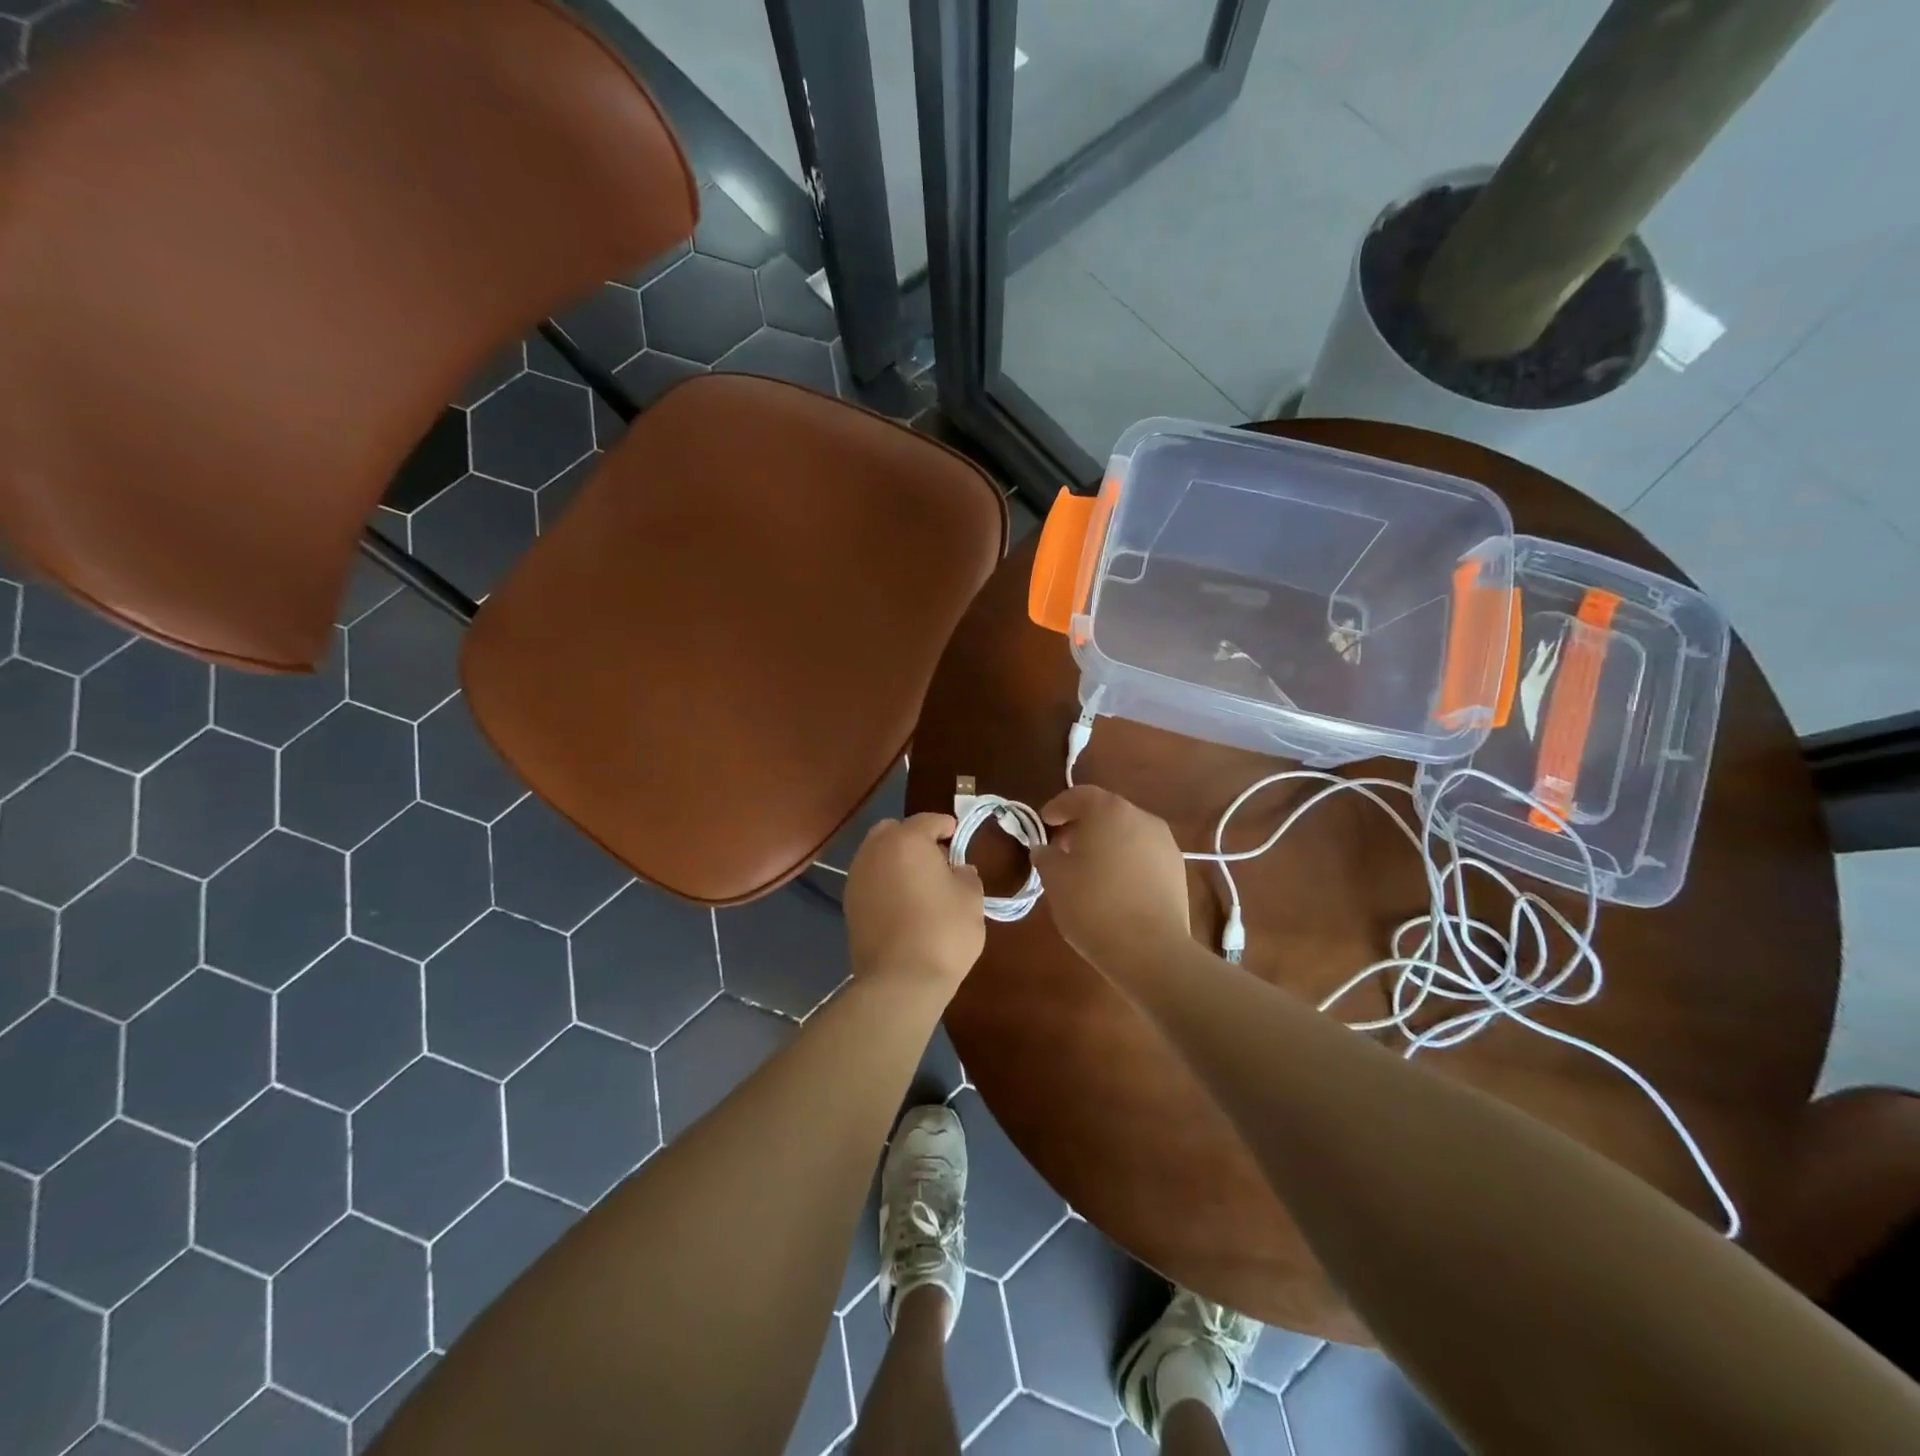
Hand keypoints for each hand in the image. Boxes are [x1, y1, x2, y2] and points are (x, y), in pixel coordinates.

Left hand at [844, 813, 985, 994]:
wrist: (900, 981)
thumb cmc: (943, 932)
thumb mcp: (971, 899)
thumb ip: (965, 875)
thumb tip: (958, 870)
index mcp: (906, 841)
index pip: (928, 820)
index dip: (945, 825)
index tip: (957, 835)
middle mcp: (875, 851)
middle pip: (893, 831)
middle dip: (913, 838)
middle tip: (936, 859)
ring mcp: (857, 878)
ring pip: (877, 855)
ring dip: (896, 860)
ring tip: (918, 883)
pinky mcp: (848, 904)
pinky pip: (870, 879)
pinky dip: (884, 882)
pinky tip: (902, 903)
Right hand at [1031, 786, 1190, 972]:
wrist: (1150, 950)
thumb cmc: (1093, 905)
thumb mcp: (1055, 879)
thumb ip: (1046, 856)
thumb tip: (1045, 849)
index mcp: (1109, 811)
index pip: (1079, 795)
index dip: (1058, 807)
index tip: (1044, 823)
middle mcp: (1141, 818)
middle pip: (1106, 812)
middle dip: (1082, 826)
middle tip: (1062, 848)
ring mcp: (1165, 844)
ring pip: (1127, 833)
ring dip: (1106, 844)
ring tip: (1088, 870)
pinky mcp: (1177, 871)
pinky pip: (1143, 855)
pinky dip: (1125, 861)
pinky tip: (1113, 887)